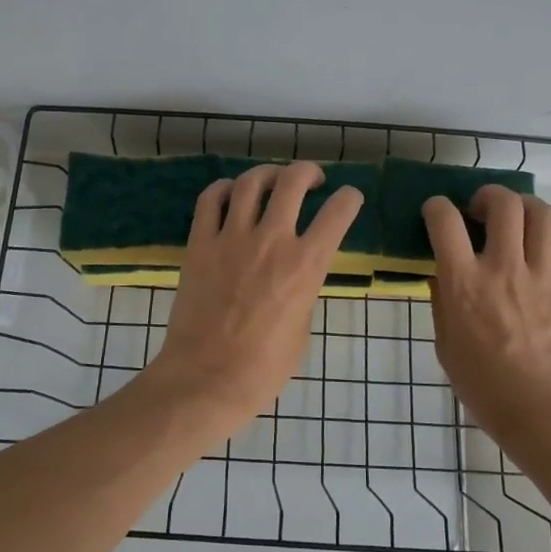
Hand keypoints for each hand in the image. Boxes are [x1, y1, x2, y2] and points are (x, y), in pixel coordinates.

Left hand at [154, 162, 363, 421]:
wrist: (206, 379)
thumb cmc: (263, 368)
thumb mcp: (302, 328)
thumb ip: (304, 290)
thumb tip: (297, 274)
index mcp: (305, 265)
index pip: (338, 212)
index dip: (350, 198)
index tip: (349, 198)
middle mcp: (272, 240)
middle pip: (294, 181)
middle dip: (309, 172)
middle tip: (312, 179)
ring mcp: (231, 238)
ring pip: (252, 182)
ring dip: (268, 174)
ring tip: (273, 180)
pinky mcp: (200, 244)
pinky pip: (211, 200)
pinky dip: (223, 188)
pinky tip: (231, 193)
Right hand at [423, 186, 550, 444]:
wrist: (545, 411)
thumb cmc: (484, 385)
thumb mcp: (445, 343)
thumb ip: (442, 301)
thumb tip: (442, 271)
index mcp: (464, 283)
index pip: (444, 220)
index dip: (436, 207)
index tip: (435, 213)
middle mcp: (503, 267)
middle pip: (502, 203)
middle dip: (487, 195)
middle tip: (479, 210)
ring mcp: (542, 273)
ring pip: (540, 212)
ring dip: (522, 205)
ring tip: (513, 219)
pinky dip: (549, 232)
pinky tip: (539, 245)